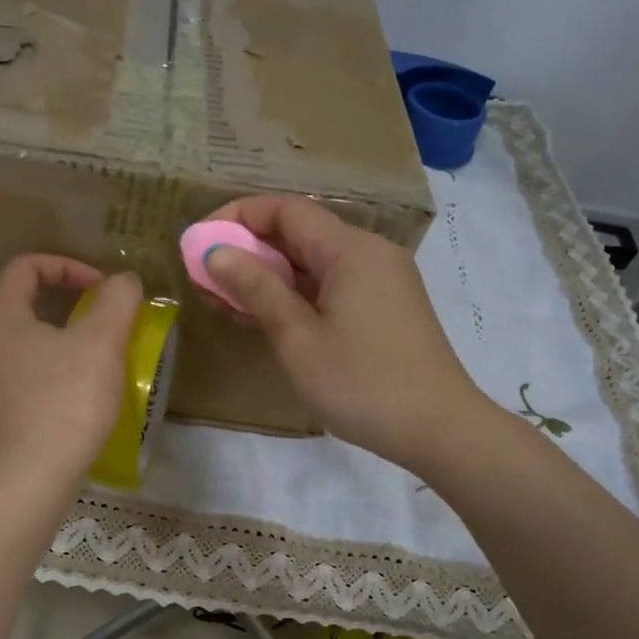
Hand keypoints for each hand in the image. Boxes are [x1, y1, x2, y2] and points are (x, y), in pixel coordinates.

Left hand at [0, 256, 141, 492]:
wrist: (24, 484)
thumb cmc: (64, 403)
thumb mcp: (102, 344)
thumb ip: (117, 301)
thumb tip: (123, 280)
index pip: (25, 268)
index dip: (67, 266)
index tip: (102, 289)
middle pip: (21, 309)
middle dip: (66, 311)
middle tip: (102, 331)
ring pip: (18, 352)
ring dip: (56, 351)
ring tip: (90, 373)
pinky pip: (15, 388)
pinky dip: (43, 385)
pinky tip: (69, 410)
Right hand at [201, 196, 491, 471]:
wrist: (438, 429)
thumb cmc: (361, 383)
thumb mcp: (297, 337)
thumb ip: (256, 288)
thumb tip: (216, 250)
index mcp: (350, 250)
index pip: (285, 210)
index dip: (237, 217)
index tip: (199, 242)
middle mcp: (368, 253)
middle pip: (299, 233)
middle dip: (247, 250)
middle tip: (204, 278)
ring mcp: (380, 281)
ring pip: (312, 263)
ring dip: (267, 276)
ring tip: (222, 301)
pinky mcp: (383, 308)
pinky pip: (329, 286)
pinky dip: (294, 295)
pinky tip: (262, 318)